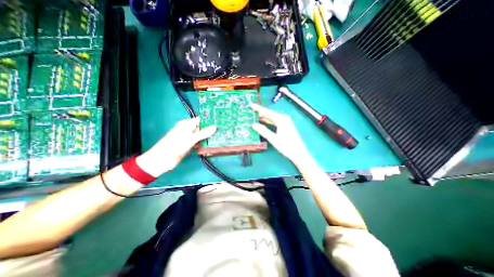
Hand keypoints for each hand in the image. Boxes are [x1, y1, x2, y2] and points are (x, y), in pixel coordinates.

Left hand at [135, 118, 215, 175]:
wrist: (162, 160)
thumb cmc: (174, 146)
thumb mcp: (190, 139)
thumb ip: (203, 133)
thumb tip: (215, 126)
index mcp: (187, 124)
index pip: (201, 119)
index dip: (210, 120)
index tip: (221, 121)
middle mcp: (189, 129)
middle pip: (202, 127)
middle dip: (212, 129)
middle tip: (224, 130)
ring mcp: (190, 137)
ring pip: (202, 135)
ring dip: (209, 137)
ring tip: (222, 136)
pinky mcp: (190, 145)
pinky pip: (200, 142)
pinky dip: (205, 143)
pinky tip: (213, 144)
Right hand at [252, 103, 309, 164]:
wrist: (298, 153)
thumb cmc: (287, 146)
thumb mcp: (273, 139)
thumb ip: (263, 131)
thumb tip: (254, 125)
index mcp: (281, 119)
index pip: (267, 112)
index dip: (259, 109)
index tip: (251, 105)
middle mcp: (284, 118)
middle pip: (270, 114)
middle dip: (260, 112)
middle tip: (251, 111)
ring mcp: (285, 122)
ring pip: (272, 117)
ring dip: (264, 117)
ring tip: (255, 116)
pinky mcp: (286, 126)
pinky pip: (275, 121)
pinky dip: (268, 121)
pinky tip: (263, 122)